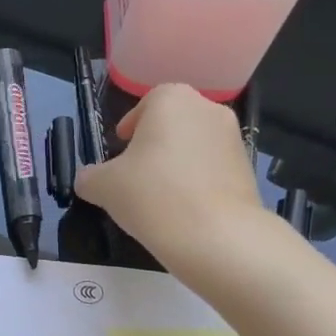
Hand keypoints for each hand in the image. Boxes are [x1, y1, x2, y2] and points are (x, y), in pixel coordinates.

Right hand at [73, 83, 262, 266]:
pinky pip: (214, 170)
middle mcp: (207, 109)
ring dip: (178, 164)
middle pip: (173, 123)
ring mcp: (233, 139)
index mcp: (171, 99)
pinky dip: (199, 183)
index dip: (130, 126)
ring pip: (195, 146)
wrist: (217, 236)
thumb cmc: (153, 195)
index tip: (120, 150)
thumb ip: (90, 177)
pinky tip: (186, 211)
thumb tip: (87, 179)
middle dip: (155, 145)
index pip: (146, 104)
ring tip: (161, 198)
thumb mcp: (104, 186)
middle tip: (136, 175)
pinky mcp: (248, 170)